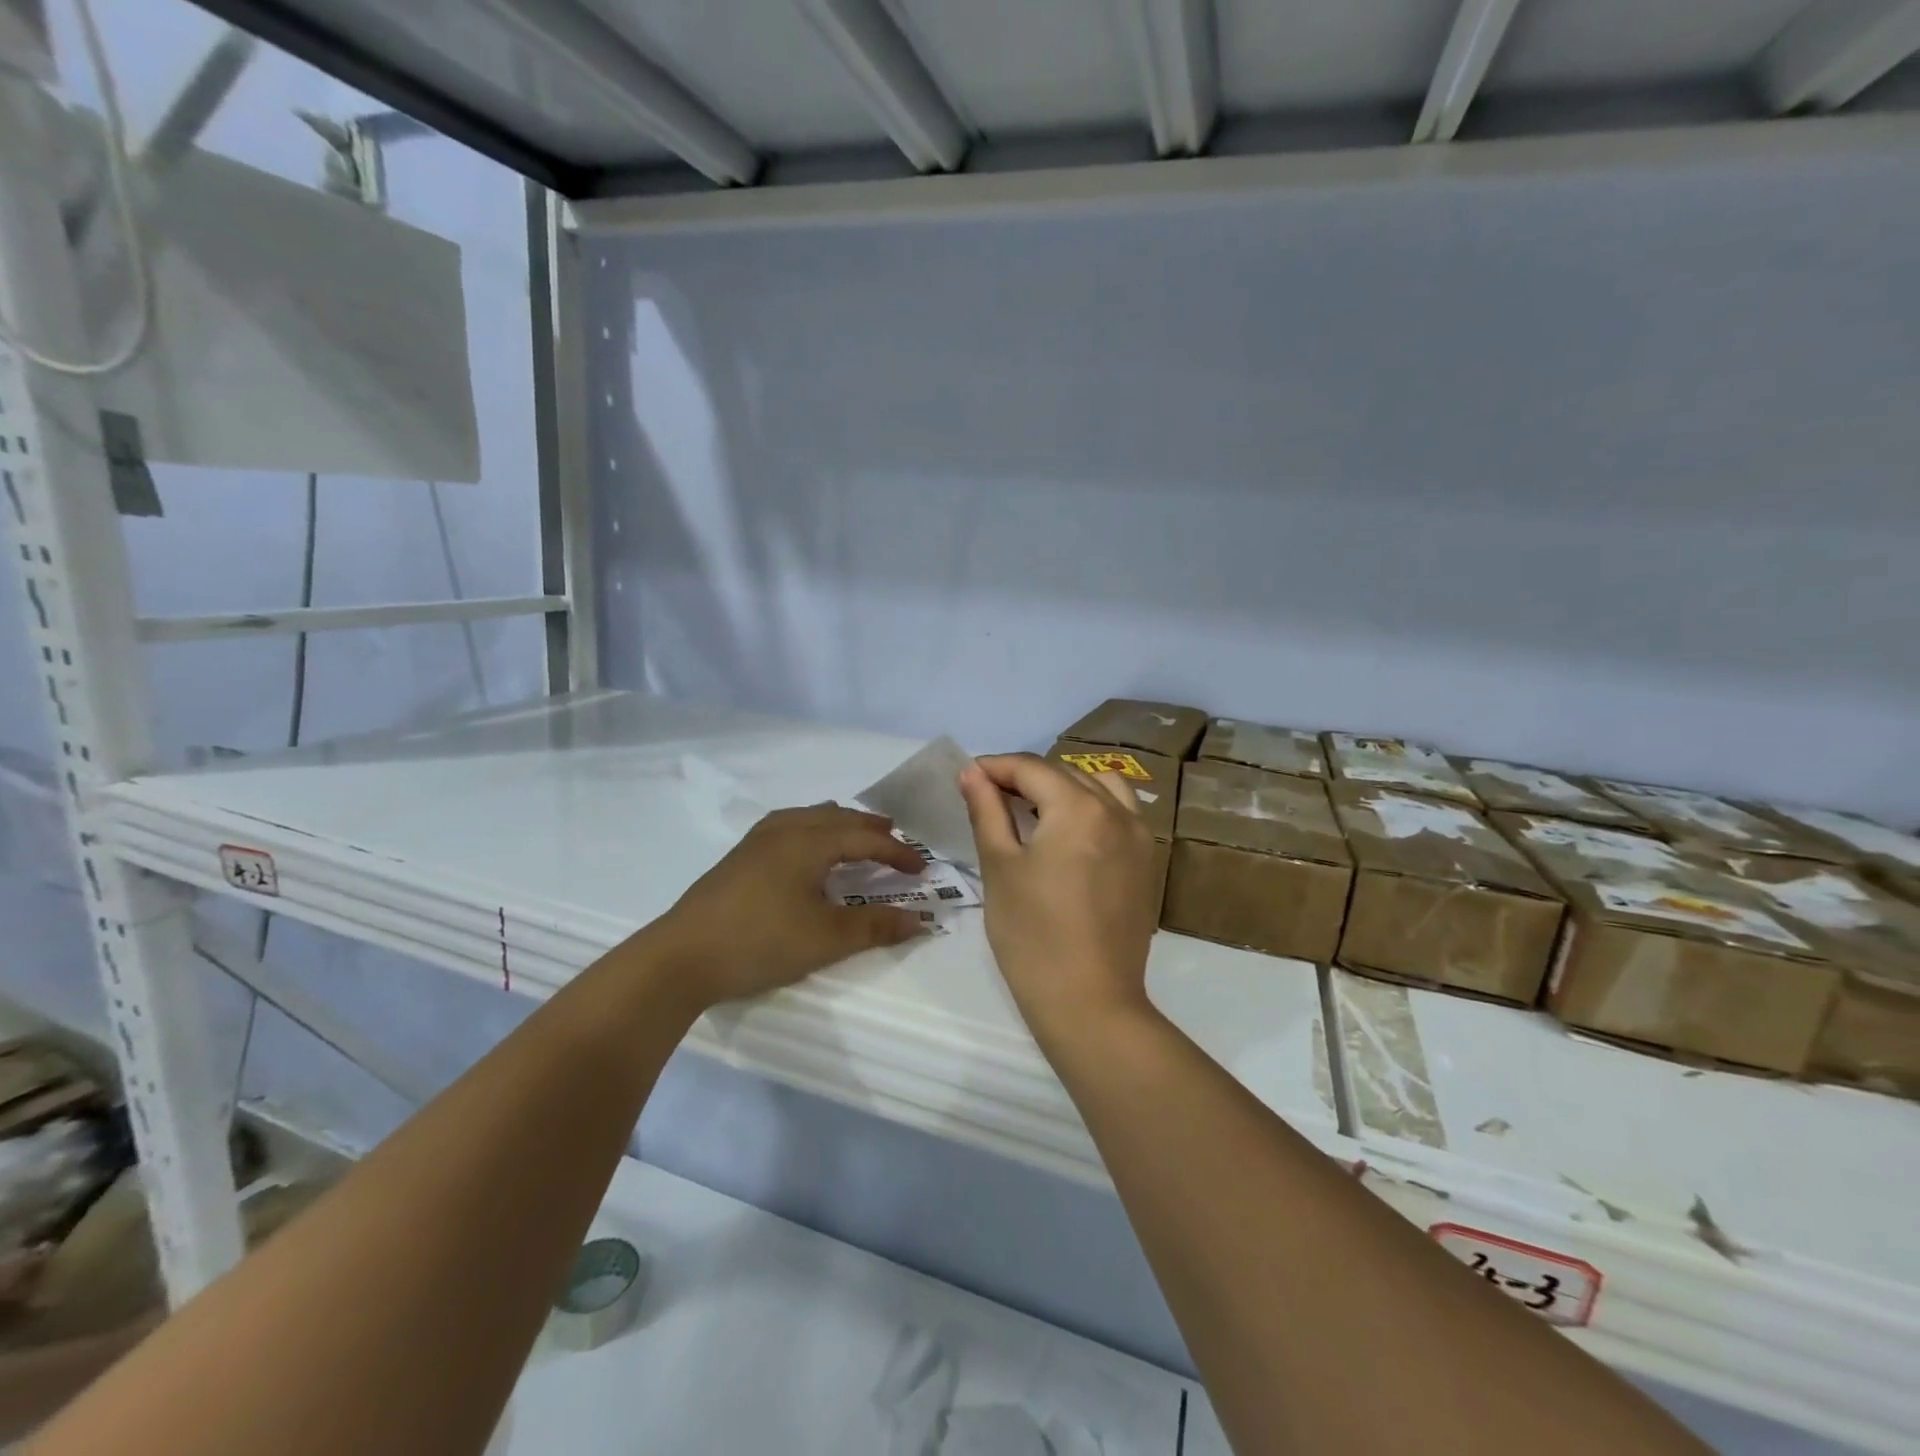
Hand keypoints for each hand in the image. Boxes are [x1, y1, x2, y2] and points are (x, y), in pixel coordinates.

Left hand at [655, 805, 927, 1007]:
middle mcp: (784, 830)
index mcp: (809, 842)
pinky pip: (786, 825)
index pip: (865, 838)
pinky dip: (811, 829)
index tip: (922, 869)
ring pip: (808, 816)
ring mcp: (756, 841)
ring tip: (854, 836)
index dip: (897, 852)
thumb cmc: (760, 942)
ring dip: (838, 824)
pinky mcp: (738, 857)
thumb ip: (875, 926)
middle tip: (895, 840)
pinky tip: (804, 848)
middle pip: (836, 817)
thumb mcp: (826, 939)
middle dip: (869, 828)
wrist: (681, 957)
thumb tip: (920, 919)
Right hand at [958, 754, 1160, 1038]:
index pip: (1032, 768)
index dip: (995, 767)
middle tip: (989, 798)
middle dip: (1025, 778)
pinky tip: (1069, 835)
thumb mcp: (1000, 868)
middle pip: (1065, 775)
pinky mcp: (1147, 863)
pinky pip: (1121, 814)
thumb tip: (972, 773)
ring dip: (1064, 789)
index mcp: (1079, 808)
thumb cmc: (1032, 936)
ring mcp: (1140, 837)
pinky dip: (1093, 808)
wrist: (1090, 1003)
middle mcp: (1118, 812)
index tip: (966, 777)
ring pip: (1099, 788)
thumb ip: (988, 811)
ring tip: (1034, 812)